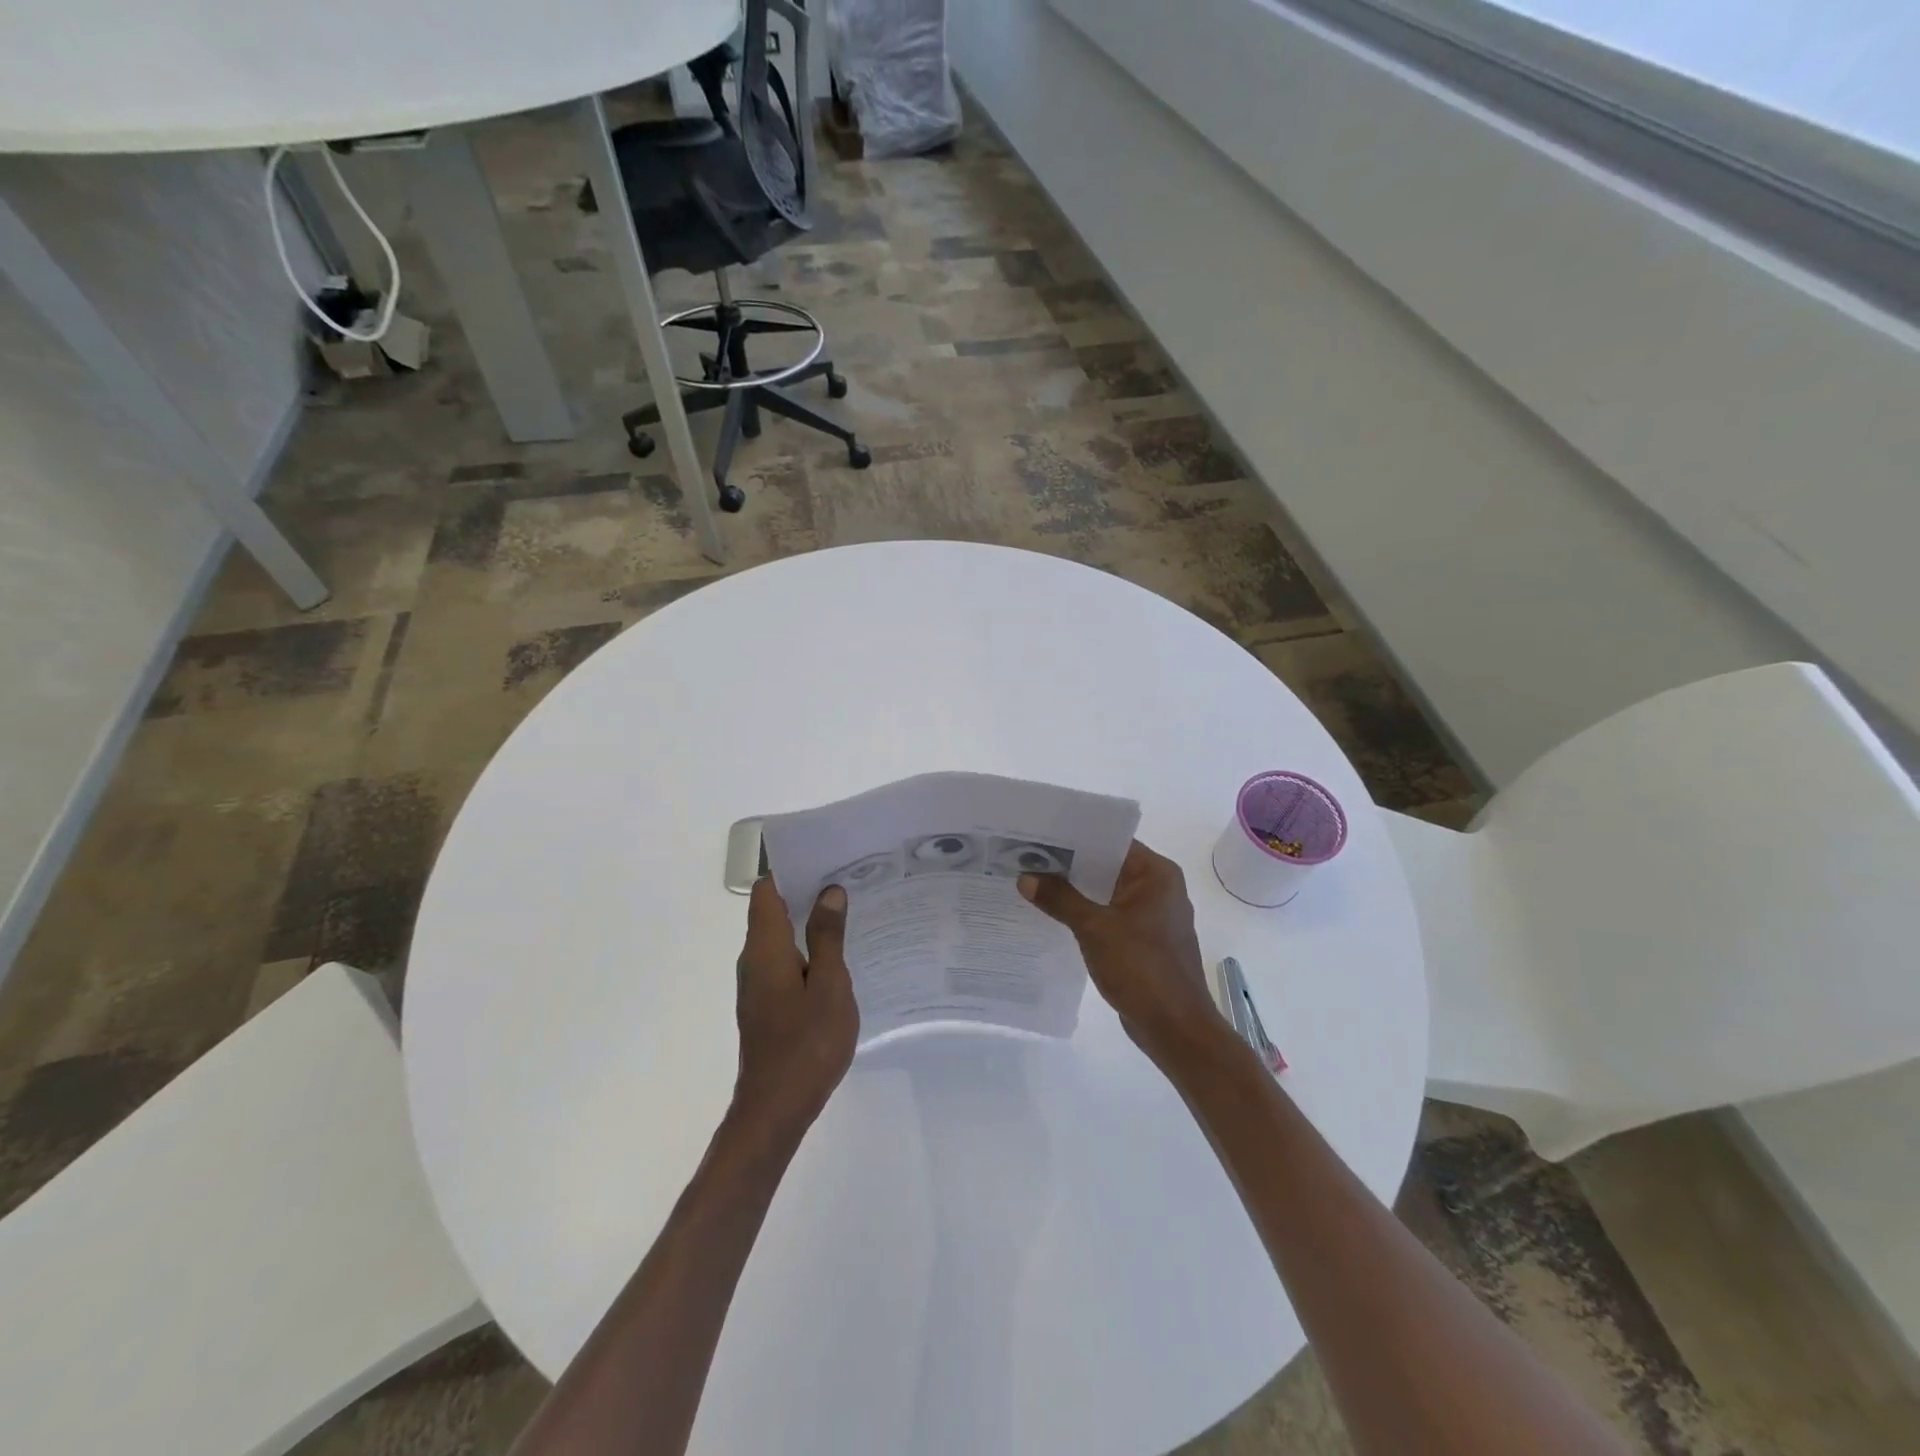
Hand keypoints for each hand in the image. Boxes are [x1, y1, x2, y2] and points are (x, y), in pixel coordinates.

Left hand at [731, 879, 859, 1143]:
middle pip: (772, 910)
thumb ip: (828, 937)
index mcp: (765, 949)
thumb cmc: (806, 1044)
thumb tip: (829, 892)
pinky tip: (840, 955)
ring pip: (780, 937)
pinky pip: (785, 961)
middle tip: (849, 878)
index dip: (790, 868)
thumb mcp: (829, 986)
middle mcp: (754, 960)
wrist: (776, 1109)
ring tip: (850, 909)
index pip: (768, 891)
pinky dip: (807, 948)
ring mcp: (758, 984)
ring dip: (809, 920)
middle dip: (806, 890)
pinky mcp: (766, 1004)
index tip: (825, 856)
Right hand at [1019, 840, 1226, 1066]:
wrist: (1175, 1028)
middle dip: (1069, 864)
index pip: (1111, 840)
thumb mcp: (1094, 928)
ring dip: (1075, 890)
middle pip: (1107, 865)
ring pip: (1106, 891)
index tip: (1039, 834)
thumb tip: (1026, 877)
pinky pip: (1109, 915)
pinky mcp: (1144, 940)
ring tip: (1033, 881)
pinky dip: (1086, 913)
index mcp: (1156, 874)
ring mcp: (1152, 915)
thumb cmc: (1141, 968)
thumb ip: (1060, 899)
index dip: (1075, 836)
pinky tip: (1054, 915)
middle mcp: (1158, 887)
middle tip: (1026, 856)